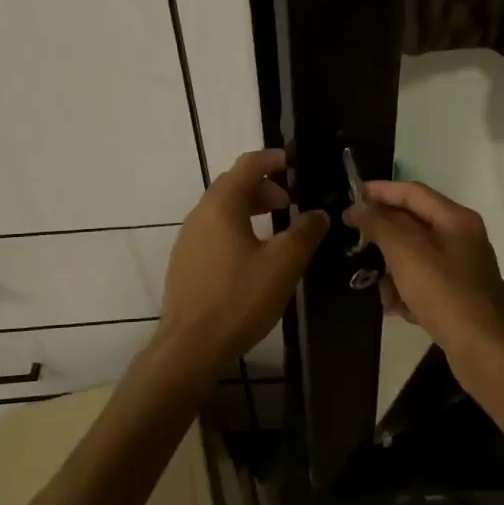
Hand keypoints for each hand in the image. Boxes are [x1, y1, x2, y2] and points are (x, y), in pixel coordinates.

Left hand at [153, 149, 327, 375]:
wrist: (190, 346)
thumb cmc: (239, 298)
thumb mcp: (283, 264)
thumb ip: (305, 232)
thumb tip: (318, 214)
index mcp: (222, 205)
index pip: (249, 164)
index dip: (275, 159)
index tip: (297, 163)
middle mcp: (200, 214)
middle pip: (234, 184)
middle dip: (265, 186)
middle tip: (292, 201)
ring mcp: (188, 239)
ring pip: (223, 209)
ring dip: (251, 208)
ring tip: (277, 226)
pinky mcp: (186, 262)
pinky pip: (215, 231)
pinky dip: (237, 227)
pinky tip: (254, 254)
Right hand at [344, 180, 503, 362]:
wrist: (482, 349)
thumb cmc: (444, 294)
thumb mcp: (406, 254)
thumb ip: (380, 225)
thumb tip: (358, 206)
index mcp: (456, 219)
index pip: (412, 192)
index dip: (380, 191)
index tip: (349, 197)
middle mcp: (462, 237)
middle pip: (413, 224)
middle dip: (384, 237)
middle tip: (356, 242)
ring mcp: (461, 266)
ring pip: (414, 256)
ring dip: (393, 271)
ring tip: (383, 291)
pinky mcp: (457, 293)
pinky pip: (423, 281)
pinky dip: (408, 292)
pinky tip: (400, 310)